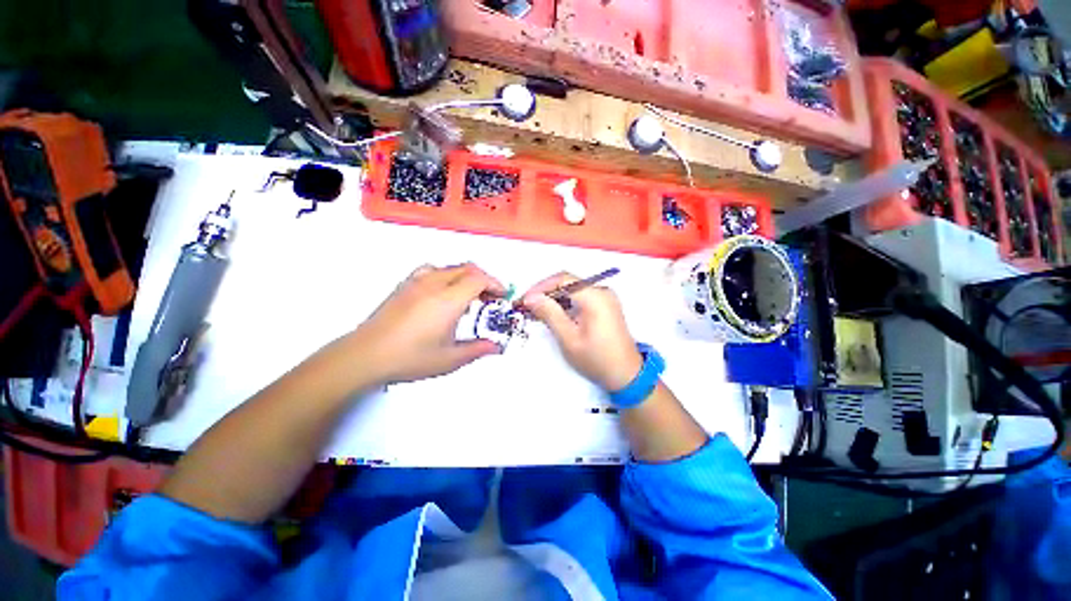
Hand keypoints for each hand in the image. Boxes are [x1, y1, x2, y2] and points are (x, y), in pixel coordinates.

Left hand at [348, 263, 504, 384]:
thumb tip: (497, 346)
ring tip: (468, 295)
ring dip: (466, 276)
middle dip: (484, 279)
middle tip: (490, 298)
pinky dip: (446, 275)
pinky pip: (432, 270)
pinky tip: (442, 292)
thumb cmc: (410, 358)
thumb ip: (478, 349)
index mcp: (448, 300)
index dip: (495, 284)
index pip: (479, 278)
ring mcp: (416, 282)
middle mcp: (434, 284)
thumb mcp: (450, 359)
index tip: (501, 296)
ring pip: (450, 267)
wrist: (365, 355)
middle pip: (467, 268)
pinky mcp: (404, 285)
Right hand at [520, 272, 642, 390]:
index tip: (524, 300)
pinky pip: (580, 298)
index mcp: (595, 297)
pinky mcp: (605, 306)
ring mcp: (605, 298)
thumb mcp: (569, 338)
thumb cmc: (596, 359)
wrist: (626, 375)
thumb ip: (549, 314)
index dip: (541, 287)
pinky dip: (565, 304)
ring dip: (554, 298)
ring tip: (537, 312)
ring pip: (573, 290)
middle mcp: (602, 291)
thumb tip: (531, 297)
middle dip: (546, 293)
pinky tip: (553, 314)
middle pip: (568, 283)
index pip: (563, 280)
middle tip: (527, 306)